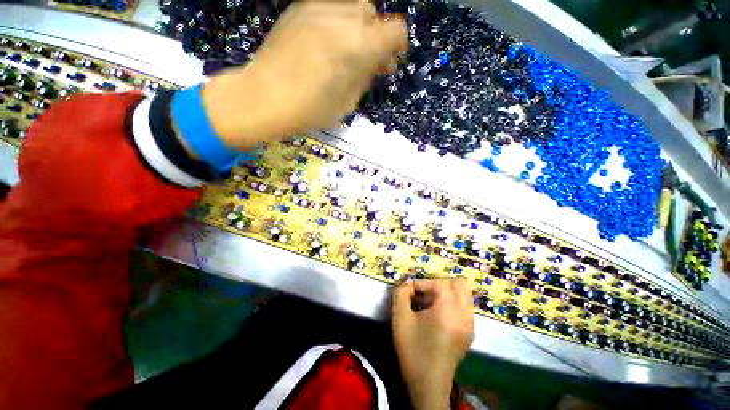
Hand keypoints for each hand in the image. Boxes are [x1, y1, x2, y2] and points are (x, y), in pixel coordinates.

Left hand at [200, 0, 407, 150]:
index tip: (390, 59)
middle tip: (367, 57)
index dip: (397, 44)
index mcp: (357, 47)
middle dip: (376, 35)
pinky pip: (331, 7)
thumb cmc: (309, 110)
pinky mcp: (299, 8)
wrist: (263, 97)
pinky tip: (329, 42)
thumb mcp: (347, 103)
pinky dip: (338, 22)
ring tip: (347, 49)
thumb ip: (366, 77)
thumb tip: (378, 62)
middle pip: (373, 13)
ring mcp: (317, 8)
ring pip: (353, 5)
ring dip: (358, 26)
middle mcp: (341, 19)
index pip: (395, 30)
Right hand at [392, 279, 474, 409]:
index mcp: (448, 311)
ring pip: (465, 294)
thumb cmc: (413, 350)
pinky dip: (453, 302)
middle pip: (460, 284)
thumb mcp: (400, 318)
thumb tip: (407, 284)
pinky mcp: (469, 332)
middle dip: (440, 282)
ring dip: (447, 291)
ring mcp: (470, 324)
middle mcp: (464, 315)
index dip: (423, 283)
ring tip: (430, 301)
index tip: (410, 291)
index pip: (440, 283)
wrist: (428, 384)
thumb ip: (401, 294)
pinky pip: (465, 306)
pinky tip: (438, 313)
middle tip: (424, 291)